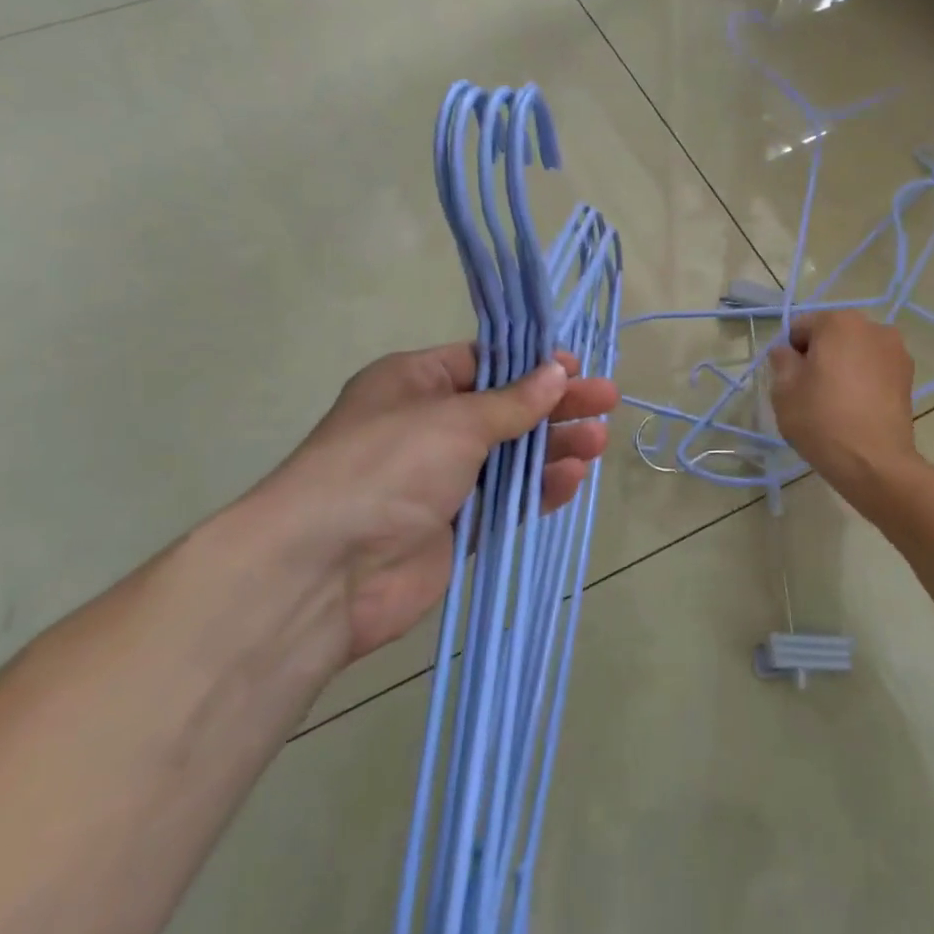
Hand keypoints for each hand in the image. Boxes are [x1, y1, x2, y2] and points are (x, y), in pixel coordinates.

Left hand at [235, 344, 618, 662]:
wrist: (326, 570)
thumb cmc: (388, 466)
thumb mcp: (455, 419)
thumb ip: (513, 402)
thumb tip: (557, 372)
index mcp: (413, 383)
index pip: (482, 363)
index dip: (531, 364)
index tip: (576, 367)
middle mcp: (426, 427)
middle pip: (504, 409)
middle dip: (555, 405)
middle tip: (607, 401)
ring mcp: (440, 480)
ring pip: (510, 456)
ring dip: (553, 447)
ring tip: (598, 441)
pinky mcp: (453, 528)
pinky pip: (505, 501)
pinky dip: (538, 489)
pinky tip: (573, 479)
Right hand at [768, 311, 917, 494]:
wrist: (875, 463)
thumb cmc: (822, 420)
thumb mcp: (783, 390)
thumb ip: (781, 361)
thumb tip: (787, 352)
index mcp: (838, 322)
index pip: (800, 328)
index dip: (789, 354)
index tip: (790, 382)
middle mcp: (872, 326)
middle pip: (832, 336)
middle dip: (819, 357)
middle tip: (810, 392)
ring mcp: (895, 350)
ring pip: (855, 352)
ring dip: (843, 367)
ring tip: (836, 402)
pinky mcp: (909, 376)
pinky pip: (875, 369)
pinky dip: (864, 380)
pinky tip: (857, 408)